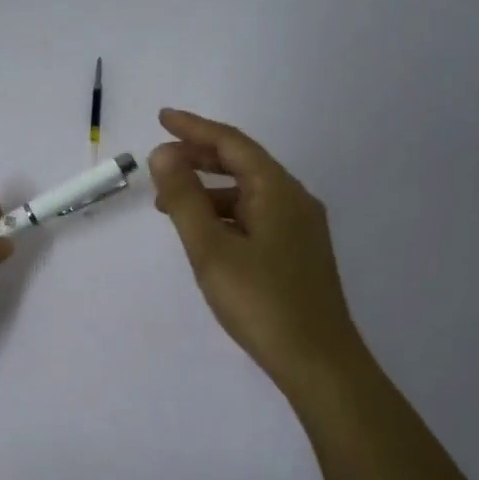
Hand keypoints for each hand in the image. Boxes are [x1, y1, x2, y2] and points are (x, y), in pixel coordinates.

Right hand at [150, 108, 364, 399]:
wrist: (318, 361)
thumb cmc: (261, 302)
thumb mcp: (211, 249)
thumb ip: (184, 199)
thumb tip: (163, 154)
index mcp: (277, 191)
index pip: (232, 144)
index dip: (194, 128)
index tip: (162, 118)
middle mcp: (294, 200)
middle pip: (243, 163)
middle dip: (200, 157)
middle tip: (160, 160)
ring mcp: (301, 228)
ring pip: (249, 193)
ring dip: (209, 189)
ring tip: (170, 203)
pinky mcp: (298, 253)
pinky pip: (256, 216)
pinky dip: (225, 214)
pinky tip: (205, 233)